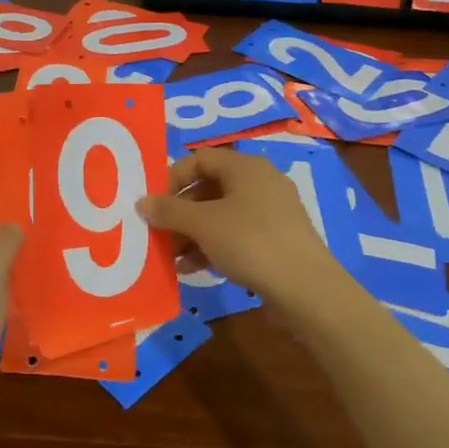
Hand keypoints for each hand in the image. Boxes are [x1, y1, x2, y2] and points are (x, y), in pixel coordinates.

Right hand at [136, 147, 341, 304]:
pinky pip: (237, 234)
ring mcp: (272, 212)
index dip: (172, 178)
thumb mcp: (203, 224)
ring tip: (171, 258)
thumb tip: (142, 202)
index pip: (199, 159)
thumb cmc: (250, 242)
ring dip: (193, 233)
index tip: (153, 204)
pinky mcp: (278, 239)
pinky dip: (213, 246)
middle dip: (180, 212)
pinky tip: (194, 269)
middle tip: (158, 233)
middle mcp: (261, 182)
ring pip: (222, 214)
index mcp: (246, 167)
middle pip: (209, 188)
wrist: (306, 288)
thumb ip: (169, 211)